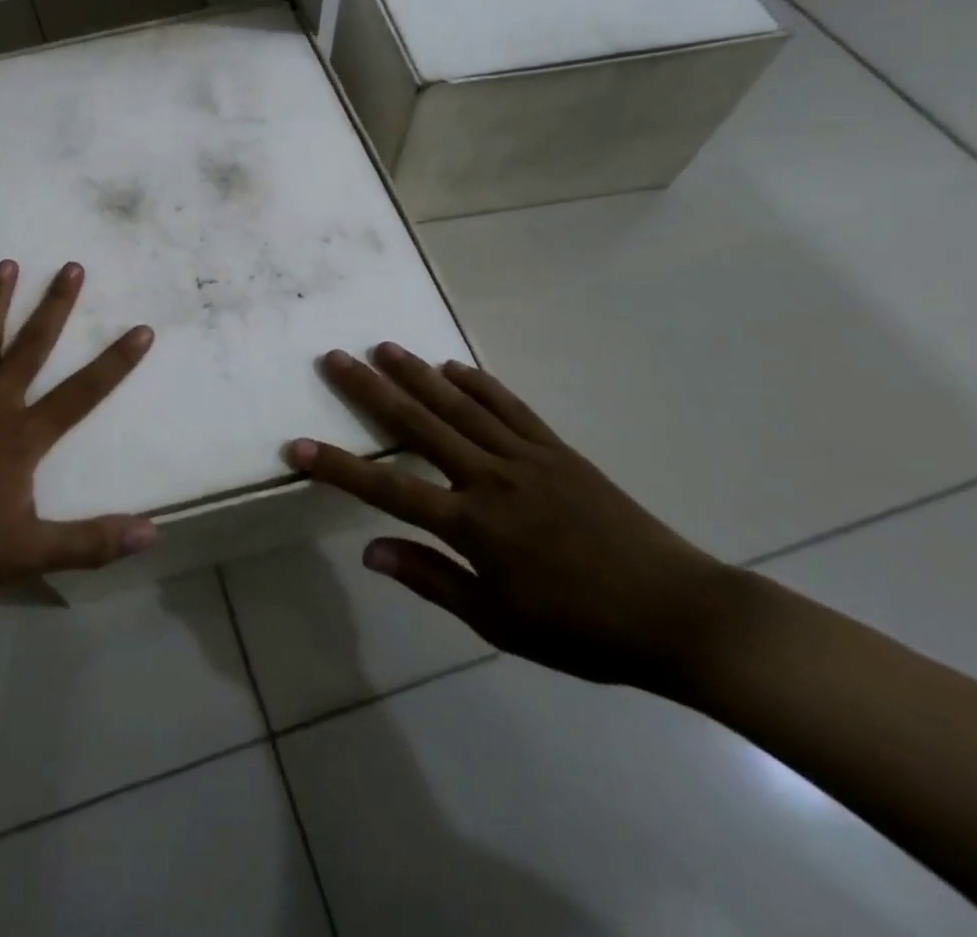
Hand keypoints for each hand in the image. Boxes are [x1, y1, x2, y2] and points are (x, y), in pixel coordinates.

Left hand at [0, 259, 158, 605]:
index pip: (81, 393)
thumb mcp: (29, 552)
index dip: (115, 363)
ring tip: (8, 265)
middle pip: (31, 346)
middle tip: (72, 267)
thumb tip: (153, 534)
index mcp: (21, 437)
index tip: (141, 329)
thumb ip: (91, 542)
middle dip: (55, 306)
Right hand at [287, 343, 744, 693]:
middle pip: (418, 425)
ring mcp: (526, 458)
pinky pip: (510, 408)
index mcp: (472, 524)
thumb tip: (369, 551)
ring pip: (460, 405)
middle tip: (335, 357)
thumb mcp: (498, 622)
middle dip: (370, 390)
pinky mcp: (557, 451)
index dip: (339, 467)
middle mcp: (490, 478)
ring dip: (418, 373)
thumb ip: (431, 579)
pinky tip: (455, 365)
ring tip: (383, 347)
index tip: (297, 447)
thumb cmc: (581, 630)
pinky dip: (480, 383)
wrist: (679, 613)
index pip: (388, 489)